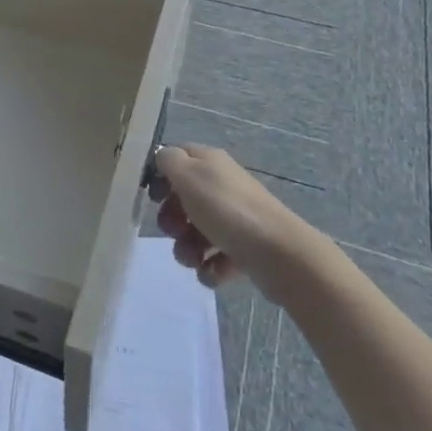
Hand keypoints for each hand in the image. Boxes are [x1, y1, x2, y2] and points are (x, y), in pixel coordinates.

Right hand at [150, 145, 307, 289]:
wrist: (278, 253)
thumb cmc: (227, 209)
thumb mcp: (188, 175)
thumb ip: (168, 161)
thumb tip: (162, 158)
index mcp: (209, 162)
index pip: (176, 159)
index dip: (160, 177)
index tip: (153, 198)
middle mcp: (222, 186)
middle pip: (183, 199)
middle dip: (172, 220)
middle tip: (174, 230)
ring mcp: (234, 219)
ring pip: (196, 232)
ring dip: (187, 248)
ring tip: (193, 259)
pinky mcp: (244, 249)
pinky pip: (215, 258)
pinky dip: (209, 267)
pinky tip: (211, 272)